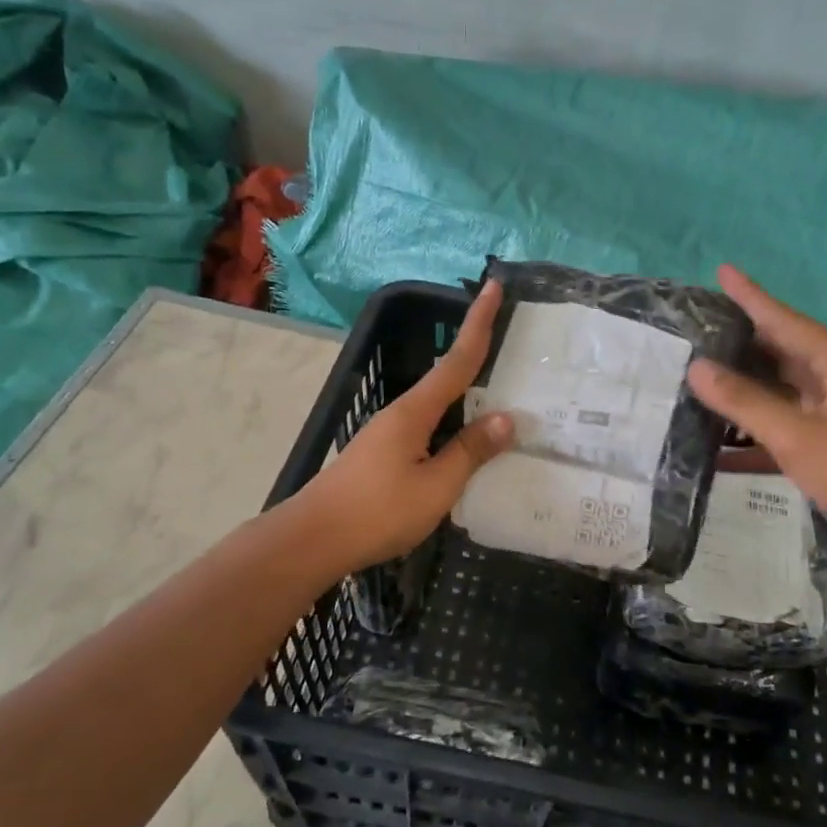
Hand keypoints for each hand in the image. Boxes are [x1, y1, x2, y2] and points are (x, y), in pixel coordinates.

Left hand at [297, 281, 513, 574]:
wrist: (312, 540)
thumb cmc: (377, 511)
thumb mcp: (435, 487)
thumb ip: (470, 452)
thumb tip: (505, 419)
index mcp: (416, 411)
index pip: (458, 360)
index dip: (479, 323)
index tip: (494, 286)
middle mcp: (402, 414)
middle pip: (449, 377)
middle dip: (478, 355)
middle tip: (514, 343)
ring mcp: (389, 434)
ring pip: (439, 407)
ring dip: (468, 395)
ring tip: (502, 396)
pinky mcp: (383, 455)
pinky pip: (429, 429)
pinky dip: (454, 425)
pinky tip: (467, 443)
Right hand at [686, 265, 826, 563]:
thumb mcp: (794, 434)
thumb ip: (743, 401)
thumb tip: (696, 368)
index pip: (784, 320)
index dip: (751, 297)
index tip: (722, 270)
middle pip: (781, 351)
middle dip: (741, 342)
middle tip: (698, 329)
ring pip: (779, 389)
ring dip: (744, 390)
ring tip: (699, 377)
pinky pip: (783, 424)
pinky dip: (755, 431)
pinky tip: (718, 443)